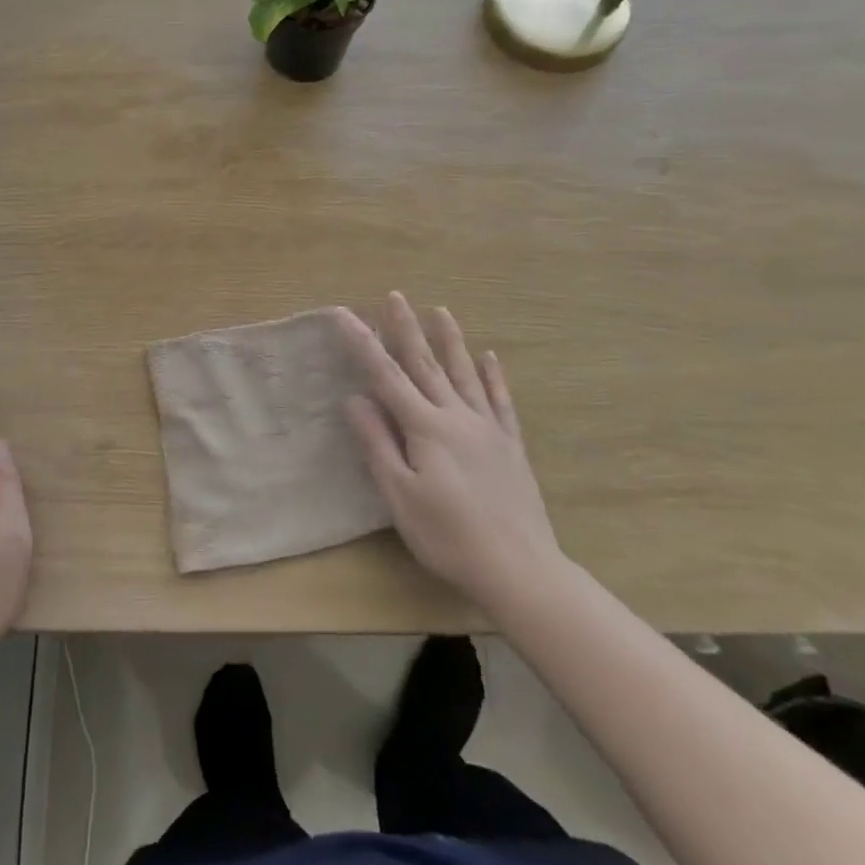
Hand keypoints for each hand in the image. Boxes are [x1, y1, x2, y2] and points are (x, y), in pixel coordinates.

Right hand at [335, 293, 564, 605]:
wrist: (519, 568)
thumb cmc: (448, 536)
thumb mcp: (400, 495)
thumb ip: (378, 443)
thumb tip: (355, 398)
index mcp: (426, 428)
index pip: (386, 376)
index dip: (362, 343)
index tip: (344, 314)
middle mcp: (457, 416)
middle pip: (426, 364)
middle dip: (406, 328)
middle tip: (394, 295)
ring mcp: (488, 428)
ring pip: (465, 373)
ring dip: (450, 340)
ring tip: (441, 310)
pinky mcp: (510, 444)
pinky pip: (500, 400)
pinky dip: (493, 376)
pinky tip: (490, 357)